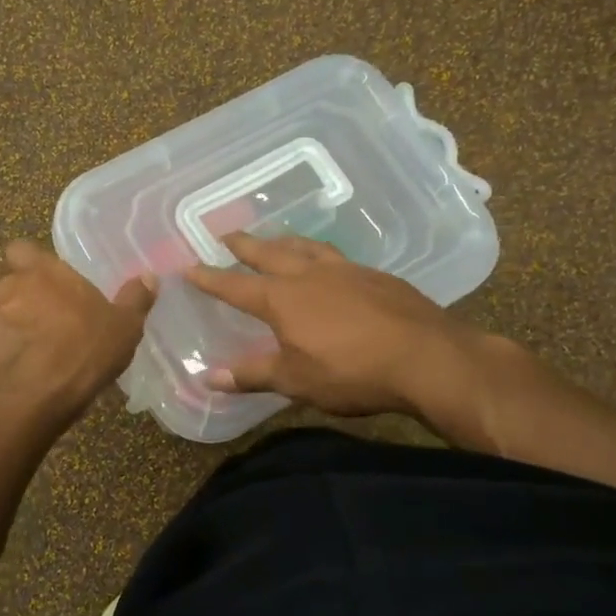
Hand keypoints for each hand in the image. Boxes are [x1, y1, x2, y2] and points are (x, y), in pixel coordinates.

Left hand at [0, 241, 155, 424]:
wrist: (28, 404)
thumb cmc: (82, 355)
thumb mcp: (123, 330)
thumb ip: (134, 300)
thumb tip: (148, 277)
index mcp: (41, 274)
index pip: (21, 250)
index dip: (30, 264)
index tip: (45, 285)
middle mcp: (3, 288)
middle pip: (8, 288)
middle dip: (21, 307)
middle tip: (45, 334)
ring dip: (2, 334)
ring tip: (23, 364)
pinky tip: (1, 382)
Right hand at [184, 232, 501, 432]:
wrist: (427, 357)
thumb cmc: (352, 372)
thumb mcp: (295, 381)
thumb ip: (251, 375)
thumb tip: (208, 378)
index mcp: (283, 299)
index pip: (235, 286)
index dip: (210, 279)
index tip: (189, 267)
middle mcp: (310, 275)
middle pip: (269, 253)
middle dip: (245, 245)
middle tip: (226, 235)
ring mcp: (346, 270)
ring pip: (306, 247)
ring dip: (284, 241)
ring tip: (276, 239)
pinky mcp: (377, 276)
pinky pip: (337, 256)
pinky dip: (320, 254)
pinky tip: (328, 264)